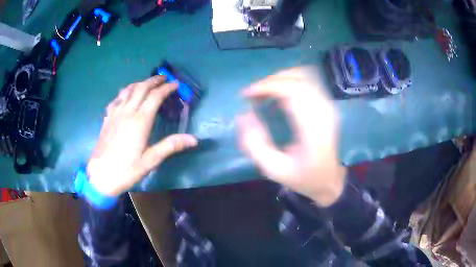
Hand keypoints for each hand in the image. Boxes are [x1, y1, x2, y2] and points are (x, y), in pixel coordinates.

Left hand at [87, 76, 197, 195]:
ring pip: (128, 90)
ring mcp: (115, 113)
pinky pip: (116, 99)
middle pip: (141, 88)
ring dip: (139, 83)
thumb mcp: (151, 160)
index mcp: (140, 121)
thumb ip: (171, 146)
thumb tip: (194, 139)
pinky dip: (124, 93)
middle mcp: (127, 112)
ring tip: (147, 83)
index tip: (175, 84)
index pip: (155, 97)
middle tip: (163, 78)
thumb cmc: (127, 170)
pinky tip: (125, 96)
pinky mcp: (107, 118)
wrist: (100, 176)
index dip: (166, 88)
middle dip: (153, 80)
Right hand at [237, 67, 345, 206]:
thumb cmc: (303, 177)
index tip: (246, 94)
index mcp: (314, 128)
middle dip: (271, 81)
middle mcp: (324, 111)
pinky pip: (307, 82)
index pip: (293, 91)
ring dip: (280, 79)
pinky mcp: (327, 104)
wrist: (329, 180)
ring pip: (303, 75)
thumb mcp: (273, 170)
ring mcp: (328, 105)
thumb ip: (255, 144)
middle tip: (253, 95)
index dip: (267, 86)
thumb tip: (243, 115)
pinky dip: (288, 82)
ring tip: (264, 93)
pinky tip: (278, 96)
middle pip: (298, 78)